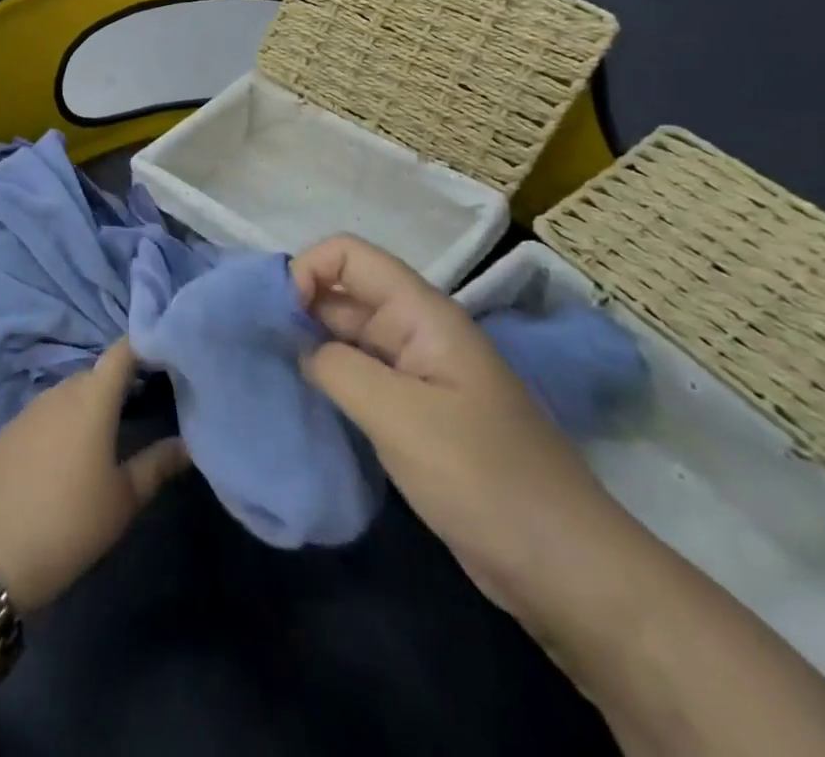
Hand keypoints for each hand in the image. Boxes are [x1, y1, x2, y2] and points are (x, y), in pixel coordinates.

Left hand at [0, 338, 188, 611]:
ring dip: (90, 402)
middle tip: (146, 402)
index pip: (121, 353)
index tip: (165, 354)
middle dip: (119, 382)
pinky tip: (70, 453)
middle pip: (95, 374)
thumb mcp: (122, 500)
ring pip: (69, 393)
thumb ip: (156, 466)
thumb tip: (187, 444)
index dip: (143, 346)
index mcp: (91, 398)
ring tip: (112, 430)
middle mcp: (60, 392)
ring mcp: (30, 409)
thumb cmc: (68, 523)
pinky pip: (45, 413)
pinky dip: (64, 420)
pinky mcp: (9, 430)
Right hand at [293, 235, 637, 631]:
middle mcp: (416, 331)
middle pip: (345, 293)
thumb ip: (337, 367)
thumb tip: (298, 348)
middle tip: (258, 347)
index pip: (350, 255)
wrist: (565, 569)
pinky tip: (303, 402)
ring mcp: (416, 374)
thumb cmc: (484, 478)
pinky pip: (359, 377)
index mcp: (422, 313)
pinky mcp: (414, 414)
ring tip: (270, 372)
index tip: (279, 317)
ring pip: (348, 336)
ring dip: (309, 346)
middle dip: (299, 309)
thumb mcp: (400, 417)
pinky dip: (328, 380)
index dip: (308, 270)